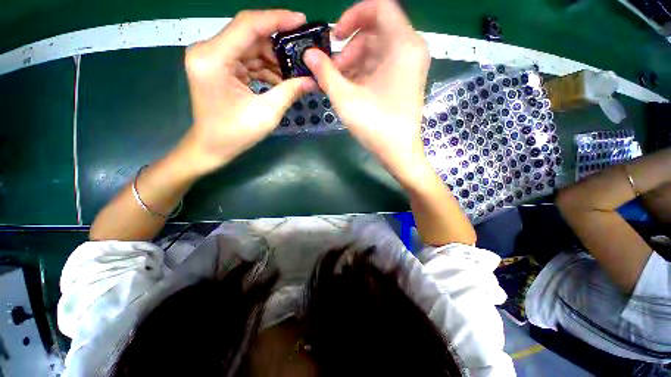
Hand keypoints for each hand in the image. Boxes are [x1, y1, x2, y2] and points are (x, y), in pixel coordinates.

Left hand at [179, 10, 313, 175]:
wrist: (212, 147)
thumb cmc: (235, 134)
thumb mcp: (266, 113)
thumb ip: (289, 91)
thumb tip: (313, 80)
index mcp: (213, 58)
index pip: (248, 25)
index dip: (277, 19)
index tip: (301, 20)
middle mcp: (209, 51)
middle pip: (250, 35)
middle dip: (279, 45)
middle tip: (303, 53)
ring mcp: (213, 59)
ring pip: (251, 48)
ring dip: (274, 60)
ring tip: (296, 72)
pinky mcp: (220, 68)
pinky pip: (247, 61)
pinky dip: (265, 69)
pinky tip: (282, 80)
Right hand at [303, 0, 430, 185]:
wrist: (398, 152)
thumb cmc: (376, 125)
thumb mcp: (346, 98)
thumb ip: (325, 73)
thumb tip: (308, 54)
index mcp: (403, 45)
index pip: (379, 7)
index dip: (353, 16)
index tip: (335, 37)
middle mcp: (411, 49)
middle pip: (376, 32)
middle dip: (350, 48)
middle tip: (333, 70)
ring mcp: (410, 66)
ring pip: (377, 50)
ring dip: (355, 62)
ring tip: (338, 83)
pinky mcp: (405, 81)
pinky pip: (382, 65)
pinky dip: (365, 72)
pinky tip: (350, 87)